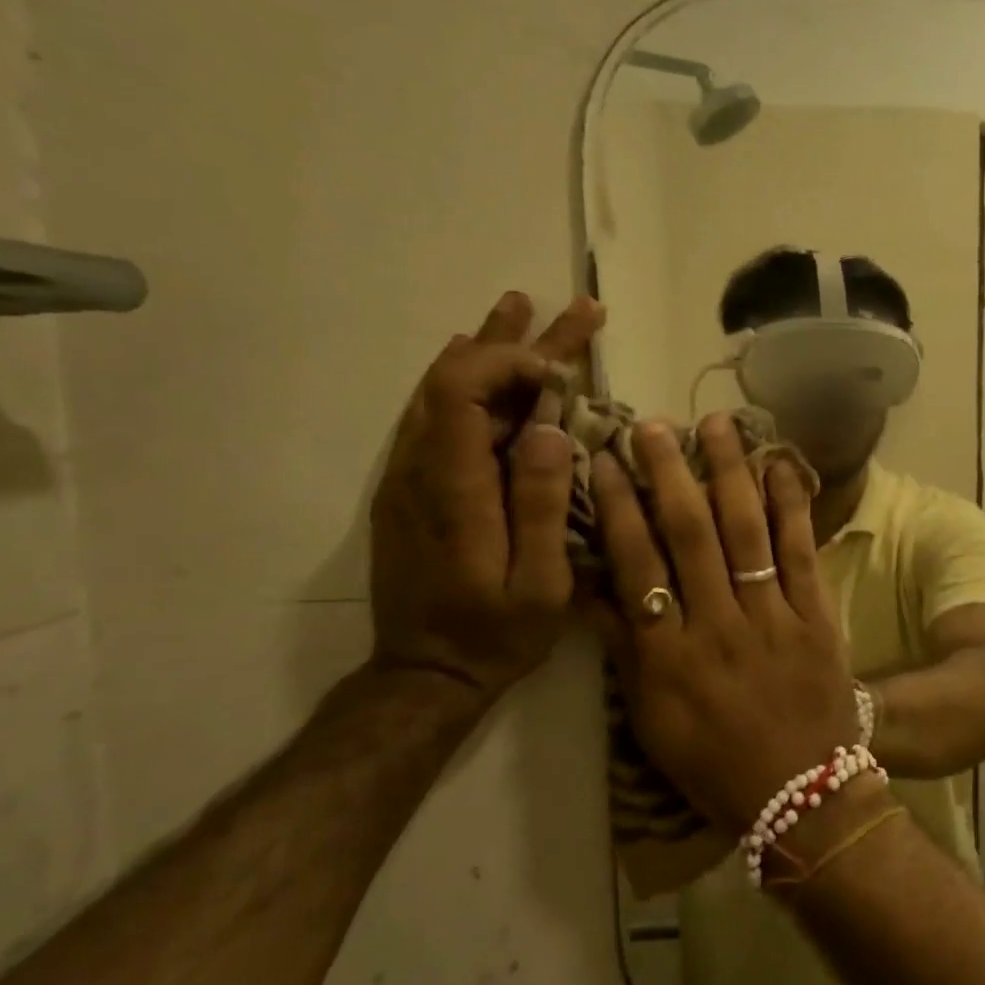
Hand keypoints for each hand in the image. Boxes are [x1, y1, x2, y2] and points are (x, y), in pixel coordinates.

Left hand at [368, 292, 604, 703]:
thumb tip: (552, 429)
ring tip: (523, 310)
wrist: (426, 674)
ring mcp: (411, 477)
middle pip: (457, 380)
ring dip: (488, 350)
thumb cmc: (494, 633)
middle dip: (518, 341)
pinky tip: (478, 362)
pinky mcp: (415, 489)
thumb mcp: (539, 583)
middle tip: (573, 311)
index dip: (509, 362)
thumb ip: (542, 504)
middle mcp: (421, 469)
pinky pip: (438, 417)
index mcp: (453, 488)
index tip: (562, 370)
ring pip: (444, 393)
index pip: (461, 391)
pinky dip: (467, 381)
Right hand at [590, 413, 855, 832]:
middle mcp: (717, 625)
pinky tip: (781, 465)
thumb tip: (594, 589)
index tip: (606, 461)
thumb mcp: (652, 722)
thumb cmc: (717, 763)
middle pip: (690, 534)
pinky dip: (791, 506)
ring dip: (730, 474)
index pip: (636, 564)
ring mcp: (772, 617)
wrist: (803, 794)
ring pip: (746, 532)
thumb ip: (625, 653)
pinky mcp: (816, 615)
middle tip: (655, 426)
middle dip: (670, 474)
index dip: (619, 508)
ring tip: (717, 425)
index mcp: (669, 655)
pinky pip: (800, 552)